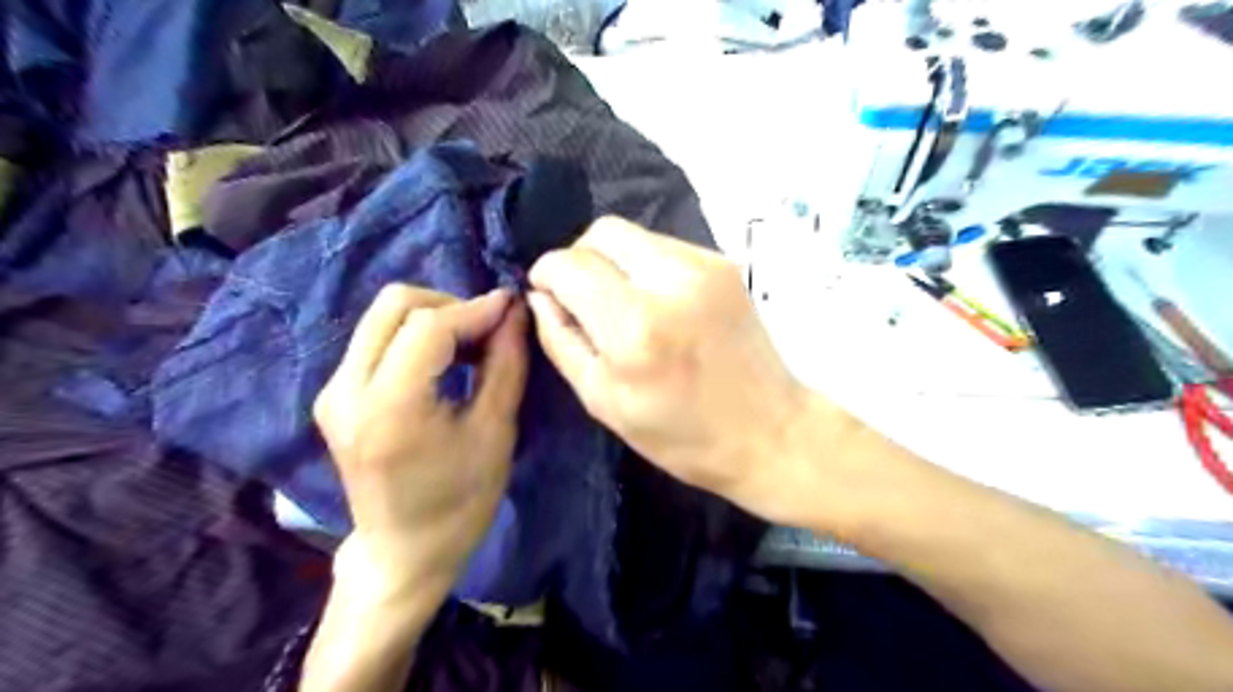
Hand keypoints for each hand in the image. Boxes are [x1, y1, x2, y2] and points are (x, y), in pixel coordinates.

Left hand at [310, 284, 525, 601]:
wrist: (404, 550)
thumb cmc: (461, 501)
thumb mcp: (496, 431)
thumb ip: (506, 363)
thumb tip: (515, 313)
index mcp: (389, 407)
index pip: (429, 327)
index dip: (475, 309)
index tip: (512, 307)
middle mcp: (347, 390)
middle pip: (395, 304)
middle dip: (450, 305)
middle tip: (489, 330)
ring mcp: (333, 391)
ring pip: (382, 316)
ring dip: (433, 317)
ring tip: (471, 345)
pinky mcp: (333, 395)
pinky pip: (376, 339)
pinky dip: (415, 335)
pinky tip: (444, 360)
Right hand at [524, 218, 822, 521]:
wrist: (769, 431)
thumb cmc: (681, 434)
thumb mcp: (604, 401)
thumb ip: (561, 341)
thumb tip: (540, 296)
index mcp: (635, 326)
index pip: (570, 265)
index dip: (547, 274)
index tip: (546, 294)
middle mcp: (671, 281)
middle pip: (602, 231)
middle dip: (579, 258)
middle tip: (581, 296)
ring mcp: (704, 266)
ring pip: (634, 235)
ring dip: (613, 262)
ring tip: (621, 304)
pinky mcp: (724, 264)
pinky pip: (664, 247)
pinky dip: (644, 267)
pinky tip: (655, 303)